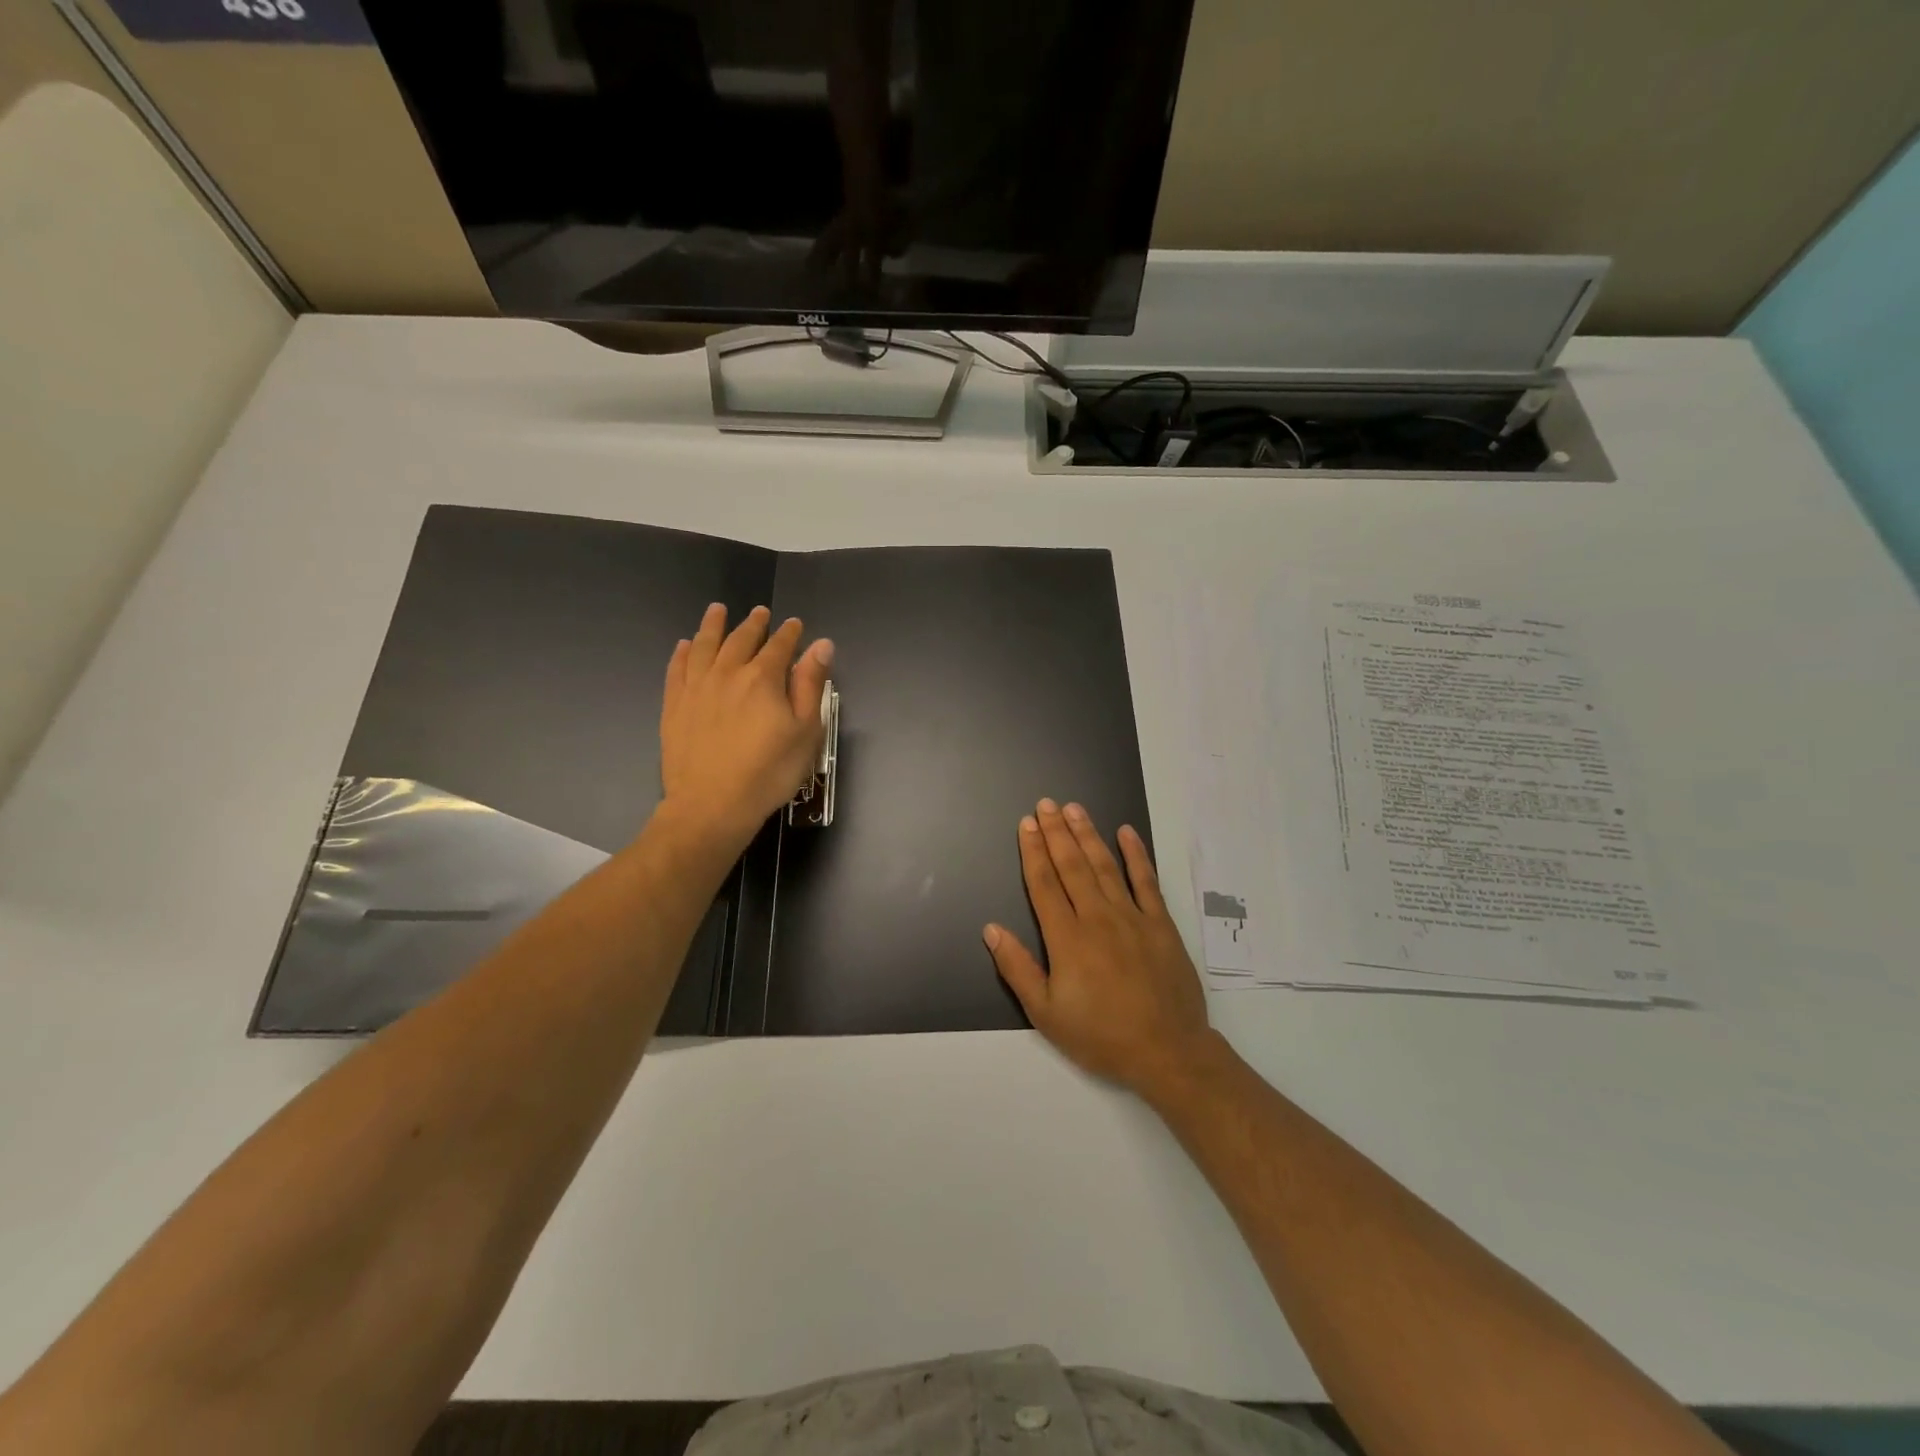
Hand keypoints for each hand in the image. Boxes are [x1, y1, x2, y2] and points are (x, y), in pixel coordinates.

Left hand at [658, 604, 832, 853]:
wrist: (712, 805)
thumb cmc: (769, 772)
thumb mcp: (805, 731)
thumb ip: (810, 685)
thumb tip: (821, 645)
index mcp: (763, 678)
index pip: (779, 646)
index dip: (789, 633)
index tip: (794, 624)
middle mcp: (727, 673)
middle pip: (741, 640)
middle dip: (753, 624)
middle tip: (760, 612)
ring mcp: (696, 688)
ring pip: (704, 646)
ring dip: (713, 626)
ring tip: (717, 610)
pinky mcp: (674, 706)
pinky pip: (677, 669)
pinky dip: (683, 653)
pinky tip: (685, 645)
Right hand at [983, 799, 1219, 1100]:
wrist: (1168, 1052)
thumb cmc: (1101, 1036)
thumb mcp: (1047, 1014)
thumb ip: (1018, 968)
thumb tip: (992, 929)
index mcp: (1067, 939)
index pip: (1044, 884)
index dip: (1033, 852)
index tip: (1026, 824)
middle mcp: (1098, 918)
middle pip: (1072, 866)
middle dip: (1056, 832)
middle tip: (1046, 804)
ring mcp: (1132, 917)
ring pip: (1105, 866)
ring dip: (1088, 834)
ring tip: (1074, 809)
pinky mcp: (1161, 923)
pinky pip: (1146, 881)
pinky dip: (1136, 855)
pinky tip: (1126, 832)